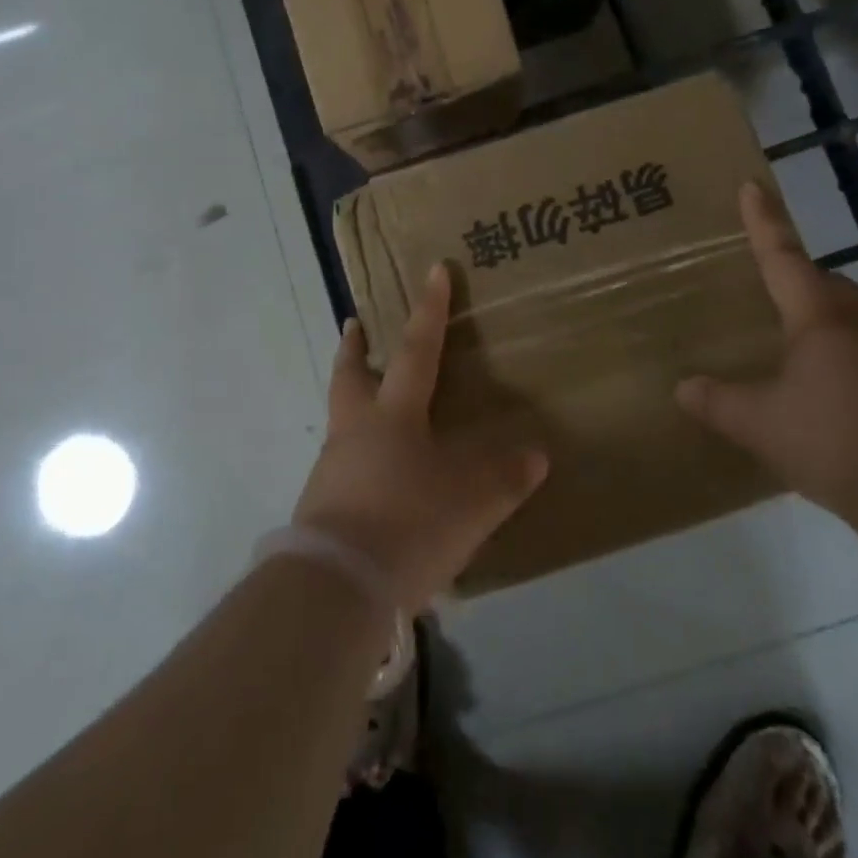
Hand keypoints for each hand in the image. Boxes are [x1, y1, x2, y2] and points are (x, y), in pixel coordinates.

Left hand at [293, 264, 548, 611]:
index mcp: (395, 416)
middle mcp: (357, 431)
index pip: (418, 350)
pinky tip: (374, 475)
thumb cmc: (409, 524)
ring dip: (353, 400)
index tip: (433, 270)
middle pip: (351, 376)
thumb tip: (536, 457)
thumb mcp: (471, 503)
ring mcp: (333, 467)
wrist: (337, 587)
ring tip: (372, 405)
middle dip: (356, 347)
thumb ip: (505, 478)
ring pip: (342, 418)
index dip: (429, 309)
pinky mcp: (321, 505)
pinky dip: (357, 453)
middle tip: (354, 323)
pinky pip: (342, 463)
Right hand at [676, 182, 857, 510]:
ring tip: (786, 334)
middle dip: (798, 273)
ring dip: (818, 314)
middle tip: (768, 279)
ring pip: (846, 317)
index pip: (783, 258)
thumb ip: (718, 402)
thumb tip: (683, 387)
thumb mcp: (760, 423)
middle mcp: (855, 326)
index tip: (752, 186)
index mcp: (818, 318)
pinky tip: (814, 387)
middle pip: (825, 283)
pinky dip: (832, 354)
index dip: (764, 222)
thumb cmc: (835, 439)